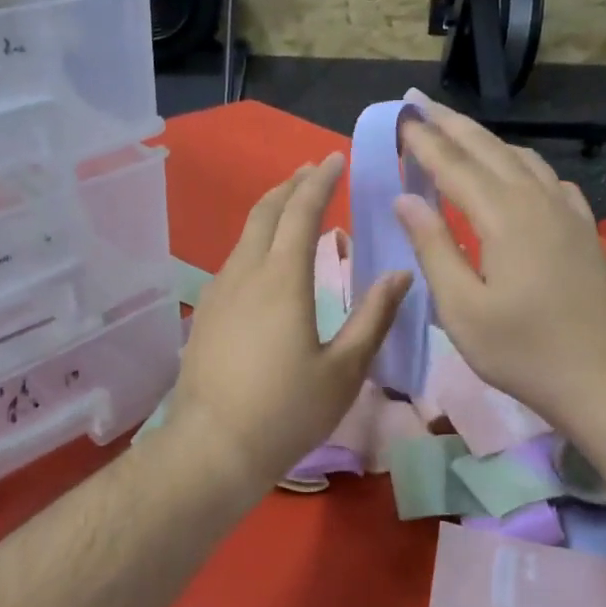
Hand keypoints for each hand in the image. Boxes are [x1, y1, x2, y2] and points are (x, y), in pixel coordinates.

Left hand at [166, 154, 410, 502]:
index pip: (301, 211)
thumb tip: (400, 274)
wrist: (212, 448)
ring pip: (245, 235)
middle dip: (290, 185)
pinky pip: (234, 260)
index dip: (320, 181)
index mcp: (283, 279)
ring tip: (293, 207)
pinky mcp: (204, 314)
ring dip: (270, 212)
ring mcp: (218, 292)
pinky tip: (267, 261)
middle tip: (313, 171)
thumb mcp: (344, 370)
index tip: (334, 159)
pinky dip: (256, 242)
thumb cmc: (286, 411)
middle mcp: (245, 273)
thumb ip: (374, 317)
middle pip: (265, 212)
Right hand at [393, 99, 605, 433]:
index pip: (454, 166)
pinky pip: (549, 180)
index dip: (424, 141)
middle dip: (452, 125)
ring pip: (522, 159)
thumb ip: (434, 248)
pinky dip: (523, 165)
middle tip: (421, 104)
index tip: (401, 117)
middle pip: (489, 149)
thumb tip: (406, 200)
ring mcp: (567, 213)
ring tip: (459, 132)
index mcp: (503, 217)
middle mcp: (537, 201)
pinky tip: (519, 174)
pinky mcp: (584, 230)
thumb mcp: (463, 308)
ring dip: (486, 140)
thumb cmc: (523, 351)